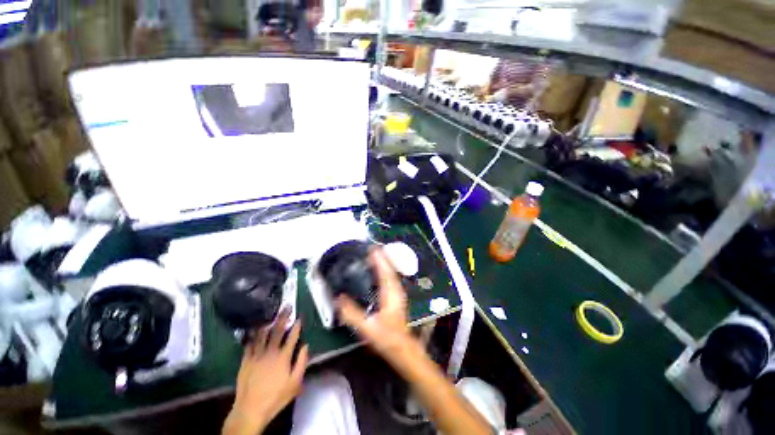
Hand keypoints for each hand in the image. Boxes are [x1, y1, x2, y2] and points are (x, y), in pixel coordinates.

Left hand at [224, 311, 308, 434]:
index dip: (297, 326)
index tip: (299, 317)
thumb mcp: (295, 383)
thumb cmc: (276, 397)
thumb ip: (302, 363)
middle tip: (287, 307)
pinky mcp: (245, 360)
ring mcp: (256, 355)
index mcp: (283, 356)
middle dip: (283, 317)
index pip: (292, 337)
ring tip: (270, 313)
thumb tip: (306, 346)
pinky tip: (254, 329)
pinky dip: (252, 335)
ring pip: (262, 334)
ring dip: (268, 323)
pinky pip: (249, 344)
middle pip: (278, 331)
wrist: (250, 409)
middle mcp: (270, 352)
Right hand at [336, 248, 412, 361]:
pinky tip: (381, 272)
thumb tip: (338, 299)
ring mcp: (398, 294)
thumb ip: (352, 314)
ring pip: (392, 274)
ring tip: (376, 256)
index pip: (385, 272)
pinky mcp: (397, 298)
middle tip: (373, 249)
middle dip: (382, 258)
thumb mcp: (367, 328)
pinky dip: (386, 272)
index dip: (379, 260)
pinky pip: (391, 280)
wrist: (403, 349)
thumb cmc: (387, 338)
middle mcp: (396, 291)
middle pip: (390, 270)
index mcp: (390, 294)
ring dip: (385, 264)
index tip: (372, 249)